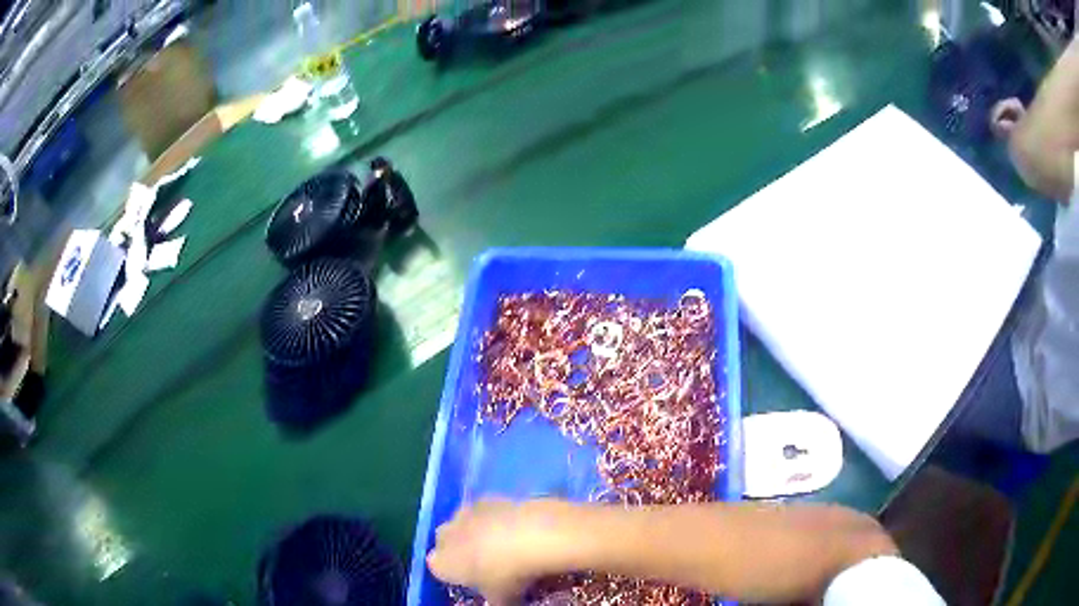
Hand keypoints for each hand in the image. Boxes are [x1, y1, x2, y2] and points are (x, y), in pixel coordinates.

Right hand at [426, 499, 572, 604]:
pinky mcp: (487, 497)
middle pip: (445, 542)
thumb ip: (495, 601)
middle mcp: (445, 535)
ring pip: (463, 523)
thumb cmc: (508, 575)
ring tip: (502, 545)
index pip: (437, 569)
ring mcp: (464, 513)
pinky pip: (484, 510)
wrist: (532, 535)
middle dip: (460, 550)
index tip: (472, 581)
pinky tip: (515, 529)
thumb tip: (500, 601)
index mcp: (441, 563)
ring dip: (475, 532)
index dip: (454, 575)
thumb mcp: (502, 599)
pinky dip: (494, 518)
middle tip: (485, 564)